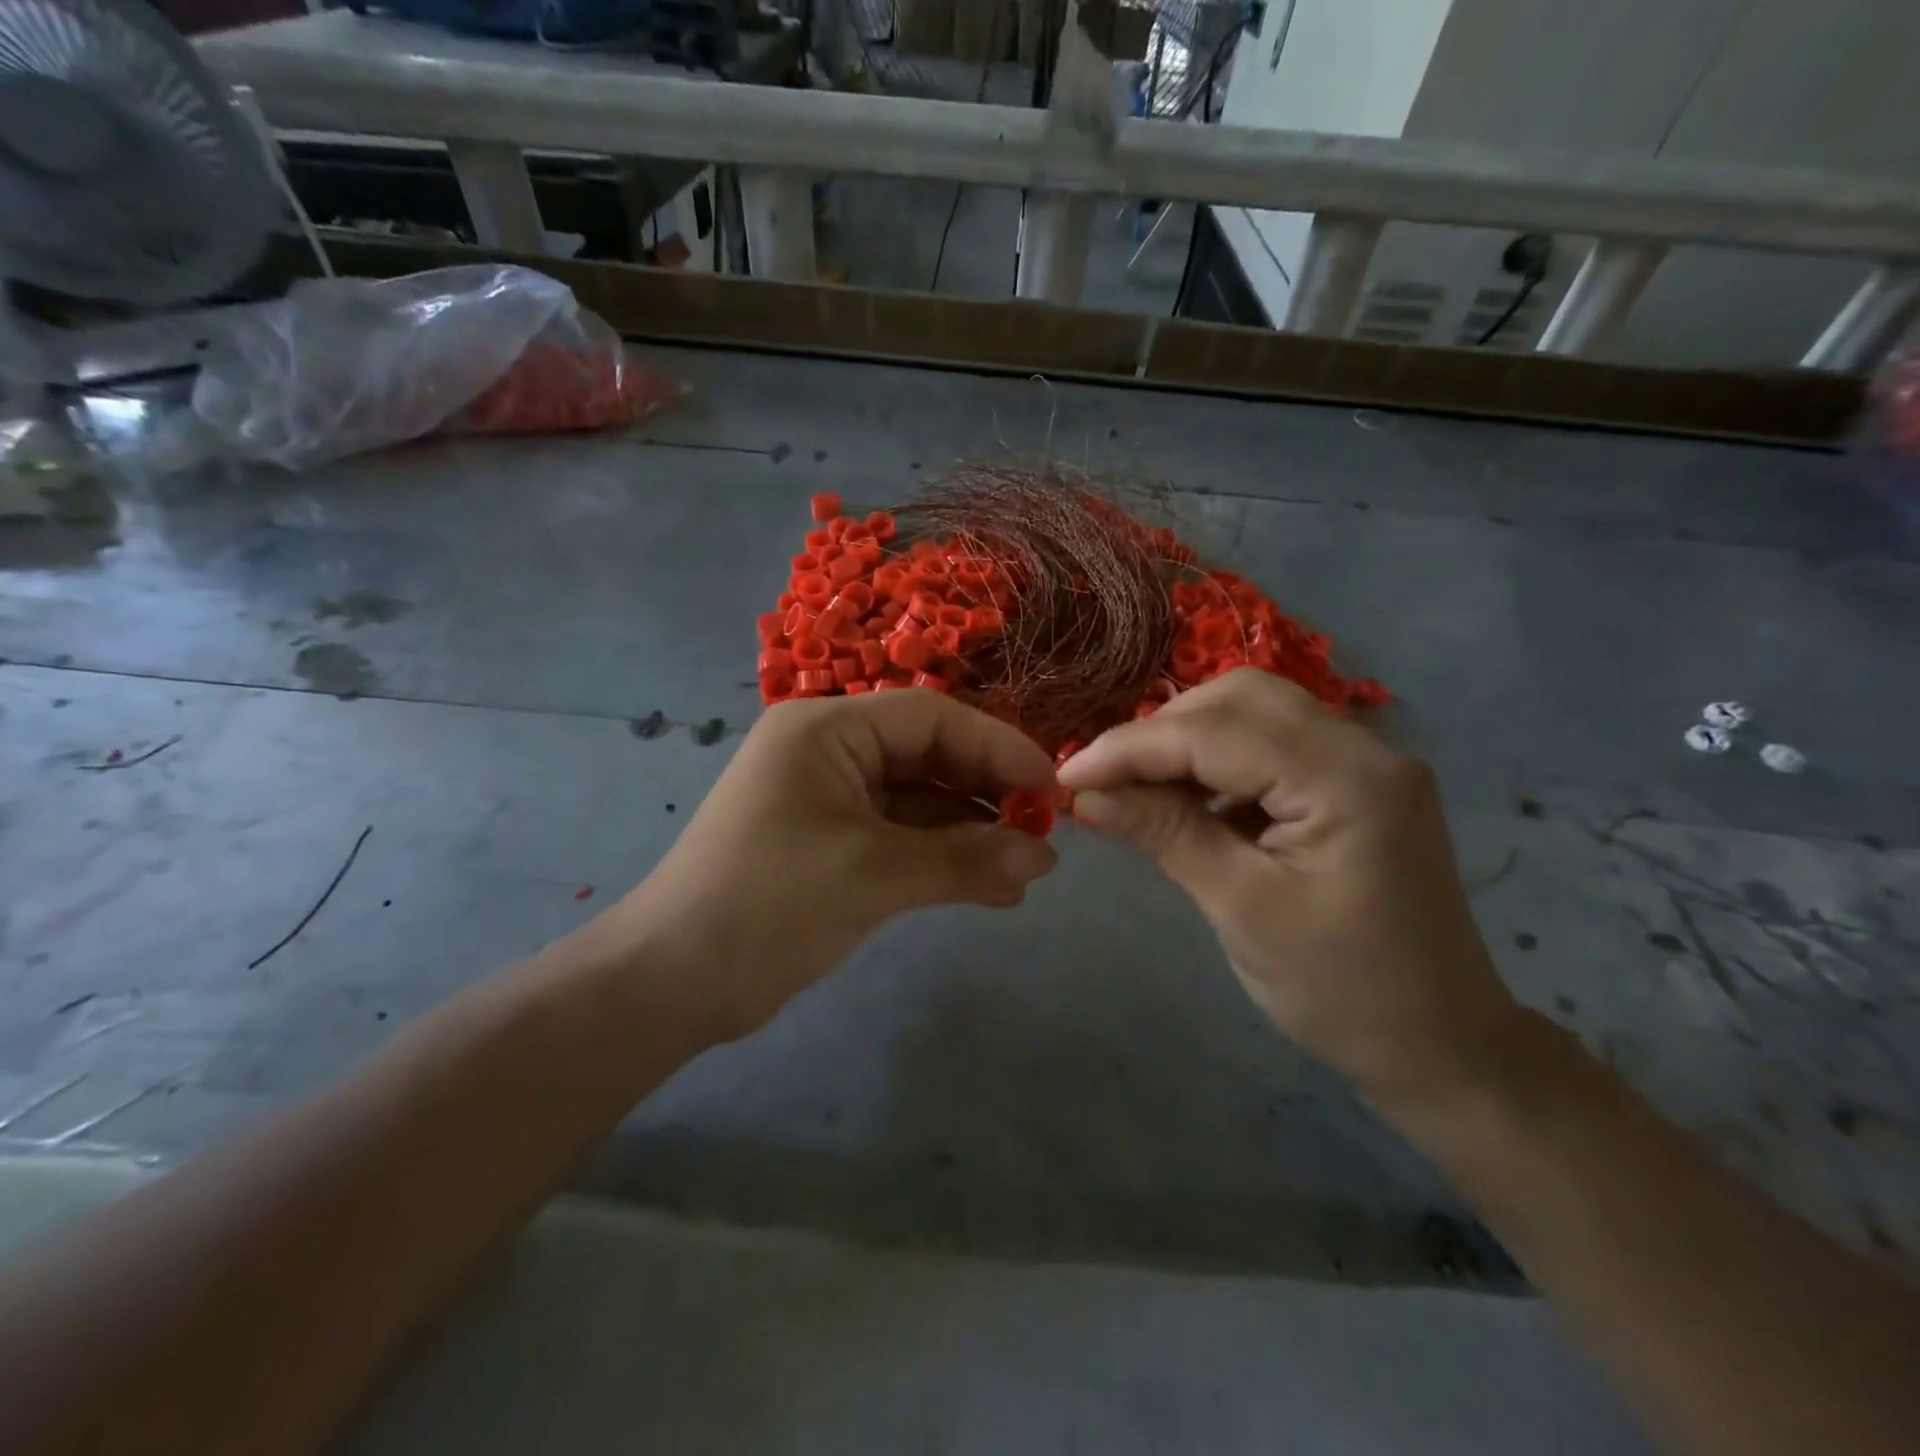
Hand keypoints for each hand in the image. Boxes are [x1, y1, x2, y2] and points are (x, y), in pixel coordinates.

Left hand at [595, 691, 1059, 1040]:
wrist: (673, 982)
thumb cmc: (767, 904)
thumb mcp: (872, 875)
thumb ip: (963, 861)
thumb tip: (1045, 858)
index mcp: (827, 729)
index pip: (931, 718)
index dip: (997, 746)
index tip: (1050, 787)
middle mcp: (831, 752)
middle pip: (930, 756)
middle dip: (988, 794)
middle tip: (1044, 832)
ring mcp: (832, 799)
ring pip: (921, 801)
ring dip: (972, 834)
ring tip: (1027, 870)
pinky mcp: (835, 844)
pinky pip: (904, 837)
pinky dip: (944, 859)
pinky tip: (991, 888)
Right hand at [1057, 669, 1518, 1107]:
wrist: (1440, 1046)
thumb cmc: (1339, 991)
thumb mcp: (1239, 908)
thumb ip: (1163, 833)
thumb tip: (1085, 792)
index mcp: (1346, 780)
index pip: (1215, 733)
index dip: (1131, 748)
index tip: (1066, 775)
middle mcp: (1365, 749)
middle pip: (1240, 699)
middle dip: (1161, 732)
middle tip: (1105, 779)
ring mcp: (1367, 762)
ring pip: (1255, 713)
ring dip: (1187, 741)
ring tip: (1138, 789)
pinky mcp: (1356, 783)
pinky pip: (1273, 745)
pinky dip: (1220, 761)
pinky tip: (1190, 801)